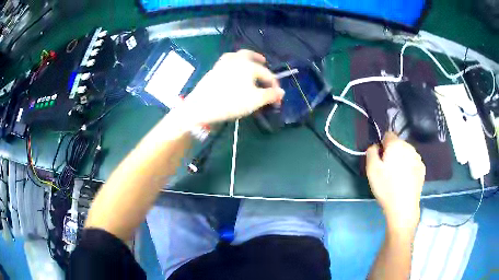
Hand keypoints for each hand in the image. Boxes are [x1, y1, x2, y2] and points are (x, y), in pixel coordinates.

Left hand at [182, 50, 284, 124]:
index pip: (266, 73)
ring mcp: (221, 64)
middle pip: (248, 54)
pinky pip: (226, 62)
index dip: (274, 85)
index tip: (277, 98)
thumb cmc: (231, 102)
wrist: (201, 106)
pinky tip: (233, 71)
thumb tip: (281, 92)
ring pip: (236, 56)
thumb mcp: (255, 100)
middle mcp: (235, 59)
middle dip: (257, 58)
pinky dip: (233, 63)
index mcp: (248, 65)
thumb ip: (270, 95)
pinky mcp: (213, 70)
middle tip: (264, 61)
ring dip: (245, 59)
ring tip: (249, 64)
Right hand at [366, 132, 425, 230]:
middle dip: (393, 152)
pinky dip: (409, 167)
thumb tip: (376, 146)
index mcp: (396, 145)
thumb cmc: (386, 187)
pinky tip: (405, 180)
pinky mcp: (422, 168)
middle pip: (398, 144)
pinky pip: (413, 162)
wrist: (403, 207)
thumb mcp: (371, 169)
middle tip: (387, 169)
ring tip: (397, 176)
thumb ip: (371, 152)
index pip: (388, 134)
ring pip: (407, 153)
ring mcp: (418, 158)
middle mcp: (409, 147)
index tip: (380, 159)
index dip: (383, 145)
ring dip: (401, 159)